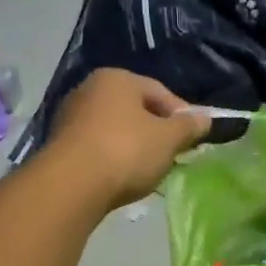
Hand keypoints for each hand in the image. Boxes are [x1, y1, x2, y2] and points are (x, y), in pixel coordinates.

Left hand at [46, 69, 210, 209]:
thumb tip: (205, 119)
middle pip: (136, 109)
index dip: (182, 115)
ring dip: (135, 145)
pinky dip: (114, 157)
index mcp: (117, 79)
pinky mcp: (60, 144)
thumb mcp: (168, 139)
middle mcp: (90, 89)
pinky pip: (98, 146)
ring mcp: (71, 116)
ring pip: (116, 129)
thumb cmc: (126, 151)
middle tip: (173, 154)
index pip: (160, 92)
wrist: (71, 185)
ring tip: (149, 169)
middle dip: (157, 131)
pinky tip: (123, 176)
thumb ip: (189, 127)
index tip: (193, 138)